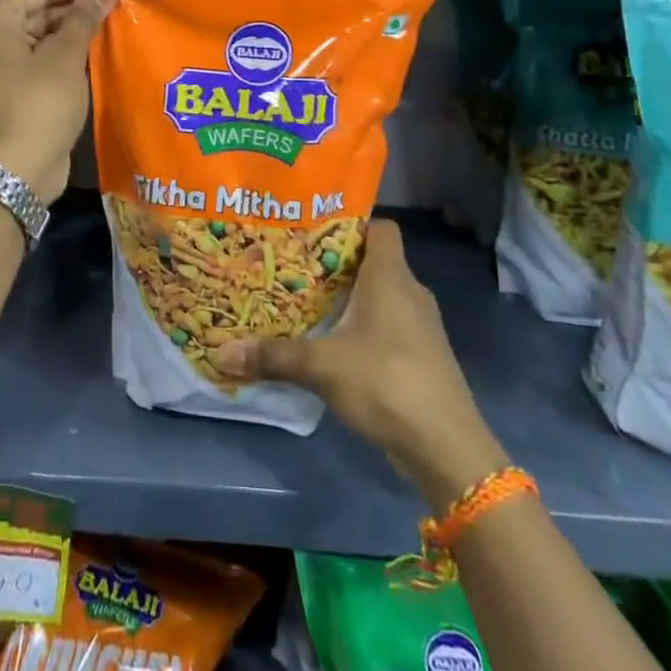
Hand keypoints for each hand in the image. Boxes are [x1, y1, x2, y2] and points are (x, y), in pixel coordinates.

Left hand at [0, 0, 118, 202]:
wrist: (14, 172)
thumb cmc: (38, 105)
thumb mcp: (65, 57)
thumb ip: (84, 18)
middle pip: (38, 10)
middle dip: (76, 9)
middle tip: (117, 8)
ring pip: (39, 36)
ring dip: (72, 33)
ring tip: (112, 28)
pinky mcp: (9, 89)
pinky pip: (38, 60)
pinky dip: (62, 56)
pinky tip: (94, 56)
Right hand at [213, 220, 508, 505]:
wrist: (447, 448)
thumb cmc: (388, 383)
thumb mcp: (323, 367)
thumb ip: (274, 356)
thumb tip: (222, 352)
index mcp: (391, 278)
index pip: (380, 228)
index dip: (351, 221)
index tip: (312, 228)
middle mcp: (410, 293)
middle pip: (374, 260)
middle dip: (336, 261)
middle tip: (294, 263)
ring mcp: (420, 326)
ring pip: (380, 295)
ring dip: (348, 296)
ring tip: (306, 299)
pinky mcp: (420, 356)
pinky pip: (387, 324)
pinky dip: (362, 325)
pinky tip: (332, 341)